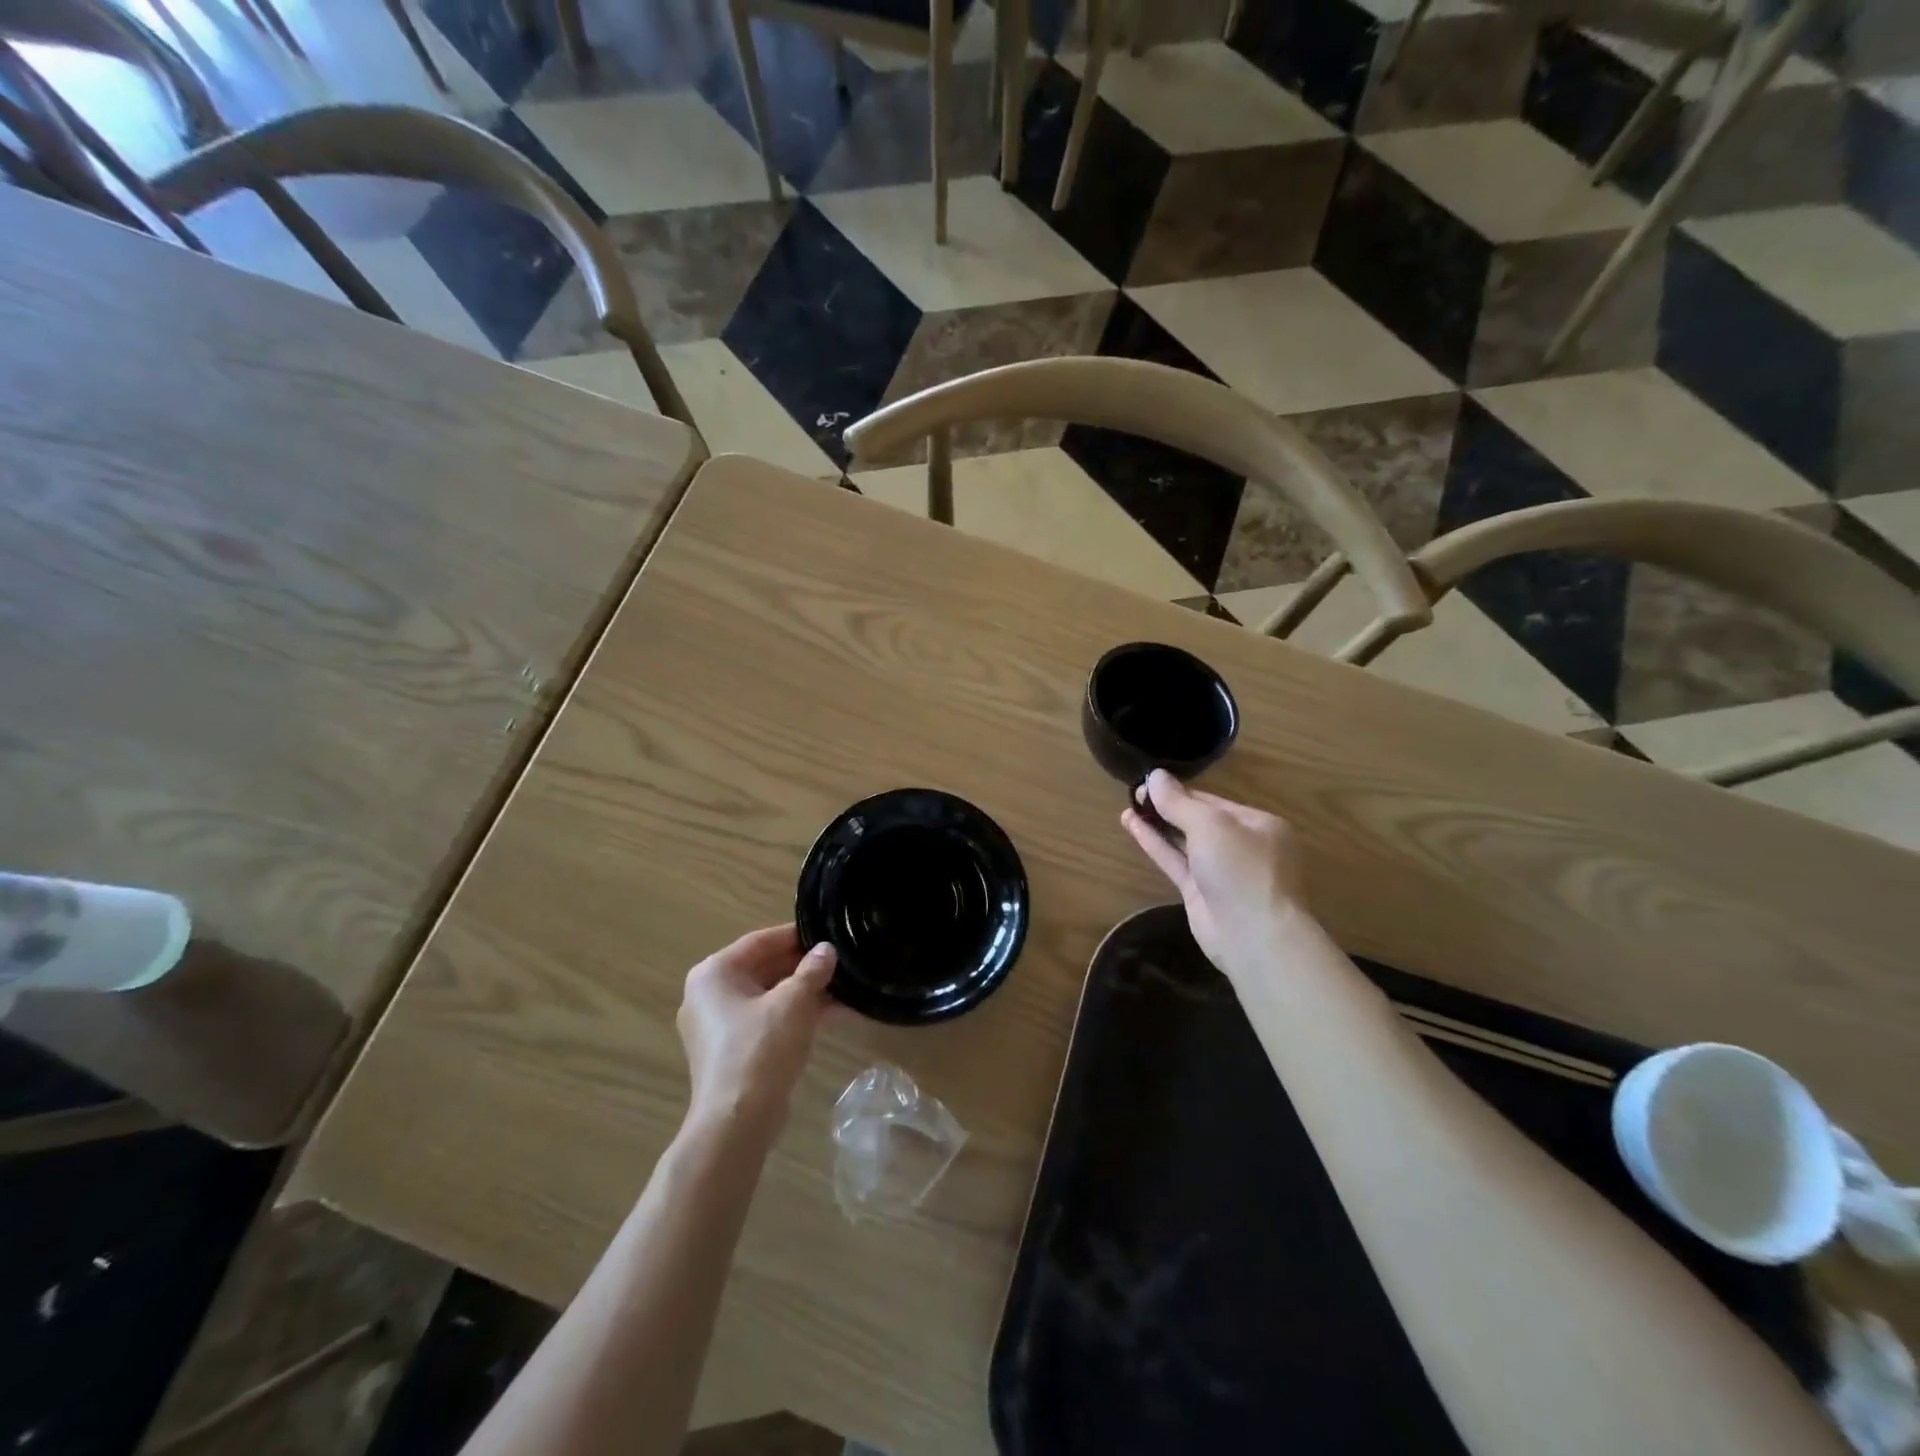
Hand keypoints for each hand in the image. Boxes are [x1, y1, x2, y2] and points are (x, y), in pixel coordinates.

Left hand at [677, 924, 835, 1135]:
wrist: (737, 1122)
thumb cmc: (761, 1048)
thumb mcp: (794, 1001)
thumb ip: (812, 970)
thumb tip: (827, 950)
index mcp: (714, 973)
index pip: (761, 941)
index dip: (797, 935)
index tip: (829, 932)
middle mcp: (709, 994)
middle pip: (764, 968)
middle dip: (804, 967)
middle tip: (841, 961)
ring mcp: (718, 1026)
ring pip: (768, 997)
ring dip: (805, 993)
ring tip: (846, 988)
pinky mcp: (731, 1052)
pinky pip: (766, 1021)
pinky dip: (795, 1016)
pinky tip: (833, 1015)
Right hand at [1122, 769, 1308, 982]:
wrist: (1253, 936)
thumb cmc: (1241, 869)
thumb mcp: (1210, 826)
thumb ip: (1179, 802)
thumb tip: (1155, 776)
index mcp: (1258, 824)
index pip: (1213, 801)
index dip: (1180, 791)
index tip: (1148, 783)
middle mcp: (1242, 845)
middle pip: (1198, 820)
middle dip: (1167, 807)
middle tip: (1134, 794)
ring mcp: (1221, 871)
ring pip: (1184, 842)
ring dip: (1157, 825)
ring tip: (1128, 808)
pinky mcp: (1201, 892)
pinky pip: (1176, 861)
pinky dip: (1155, 844)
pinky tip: (1132, 827)